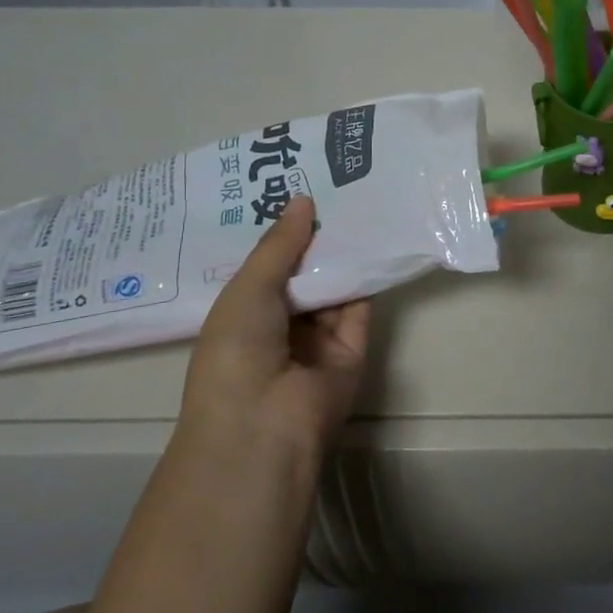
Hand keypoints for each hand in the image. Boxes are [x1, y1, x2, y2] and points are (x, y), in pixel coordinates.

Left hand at [178, 194, 369, 459]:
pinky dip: (367, 278)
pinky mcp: (353, 350)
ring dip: (343, 253)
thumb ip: (279, 246)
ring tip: (359, 202)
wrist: (265, 424)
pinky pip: (360, 308)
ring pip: (334, 288)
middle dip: (315, 238)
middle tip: (334, 187)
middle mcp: (280, 326)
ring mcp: (318, 340)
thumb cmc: (236, 352)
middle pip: (303, 274)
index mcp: (243, 315)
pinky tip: (375, 238)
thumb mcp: (247, 289)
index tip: (295, 189)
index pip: (265, 267)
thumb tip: (303, 199)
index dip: (279, 233)